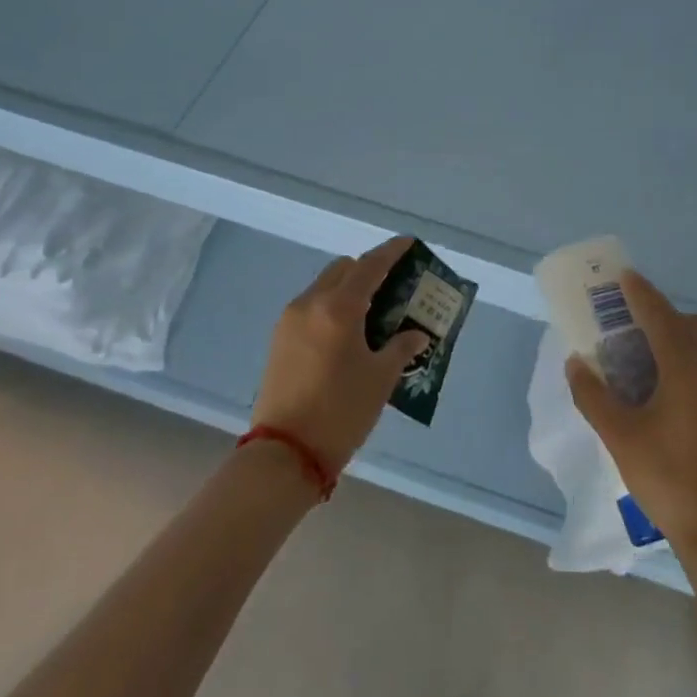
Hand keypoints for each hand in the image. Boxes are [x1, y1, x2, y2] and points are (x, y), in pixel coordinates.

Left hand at [252, 237, 429, 477]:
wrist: (285, 453)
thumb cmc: (341, 411)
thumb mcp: (380, 379)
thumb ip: (401, 348)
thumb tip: (416, 335)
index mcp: (339, 307)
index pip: (370, 265)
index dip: (391, 251)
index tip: (409, 242)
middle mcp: (311, 303)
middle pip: (343, 269)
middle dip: (368, 269)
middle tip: (393, 285)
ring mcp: (290, 320)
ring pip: (324, 286)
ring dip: (348, 287)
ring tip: (372, 310)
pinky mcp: (279, 339)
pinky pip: (311, 306)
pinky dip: (331, 305)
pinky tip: (347, 331)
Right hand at [565, 271, 696, 562]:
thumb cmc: (669, 480)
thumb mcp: (620, 438)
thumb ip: (593, 396)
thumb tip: (575, 363)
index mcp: (687, 369)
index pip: (660, 315)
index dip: (640, 293)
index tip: (623, 276)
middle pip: (688, 324)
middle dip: (659, 314)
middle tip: (628, 325)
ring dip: (676, 338)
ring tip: (644, 359)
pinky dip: (689, 361)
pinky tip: (668, 391)